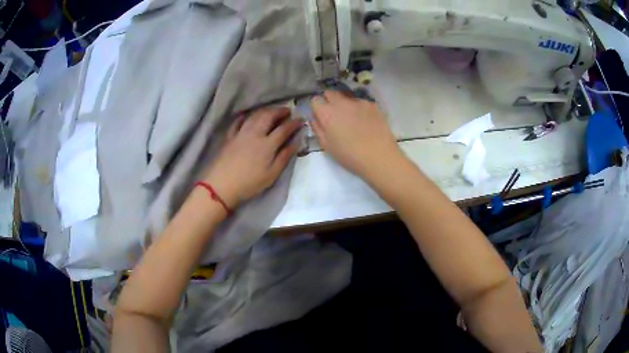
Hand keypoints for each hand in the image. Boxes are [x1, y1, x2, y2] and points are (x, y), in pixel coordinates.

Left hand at [203, 107, 301, 208]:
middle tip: (287, 111)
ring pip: (254, 116)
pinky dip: (245, 116)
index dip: (294, 123)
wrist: (222, 185)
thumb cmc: (250, 183)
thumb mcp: (272, 174)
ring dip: (265, 111)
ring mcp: (241, 133)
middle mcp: (255, 133)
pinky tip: (247, 116)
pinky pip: (237, 121)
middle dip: (279, 111)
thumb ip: (285, 156)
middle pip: (268, 116)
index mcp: (268, 144)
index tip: (301, 120)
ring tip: (271, 111)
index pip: (284, 128)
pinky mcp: (229, 136)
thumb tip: (297, 141)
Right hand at [310, 91, 401, 178]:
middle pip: (330, 93)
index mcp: (327, 113)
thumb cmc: (349, 155)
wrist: (379, 156)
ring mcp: (358, 102)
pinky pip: (360, 102)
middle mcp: (341, 102)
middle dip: (328, 101)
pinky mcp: (372, 104)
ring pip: (346, 97)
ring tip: (351, 119)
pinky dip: (359, 108)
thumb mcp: (327, 146)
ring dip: (344, 104)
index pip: (315, 100)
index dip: (316, 108)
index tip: (320, 116)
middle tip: (333, 116)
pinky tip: (365, 121)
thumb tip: (314, 118)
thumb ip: (317, 128)